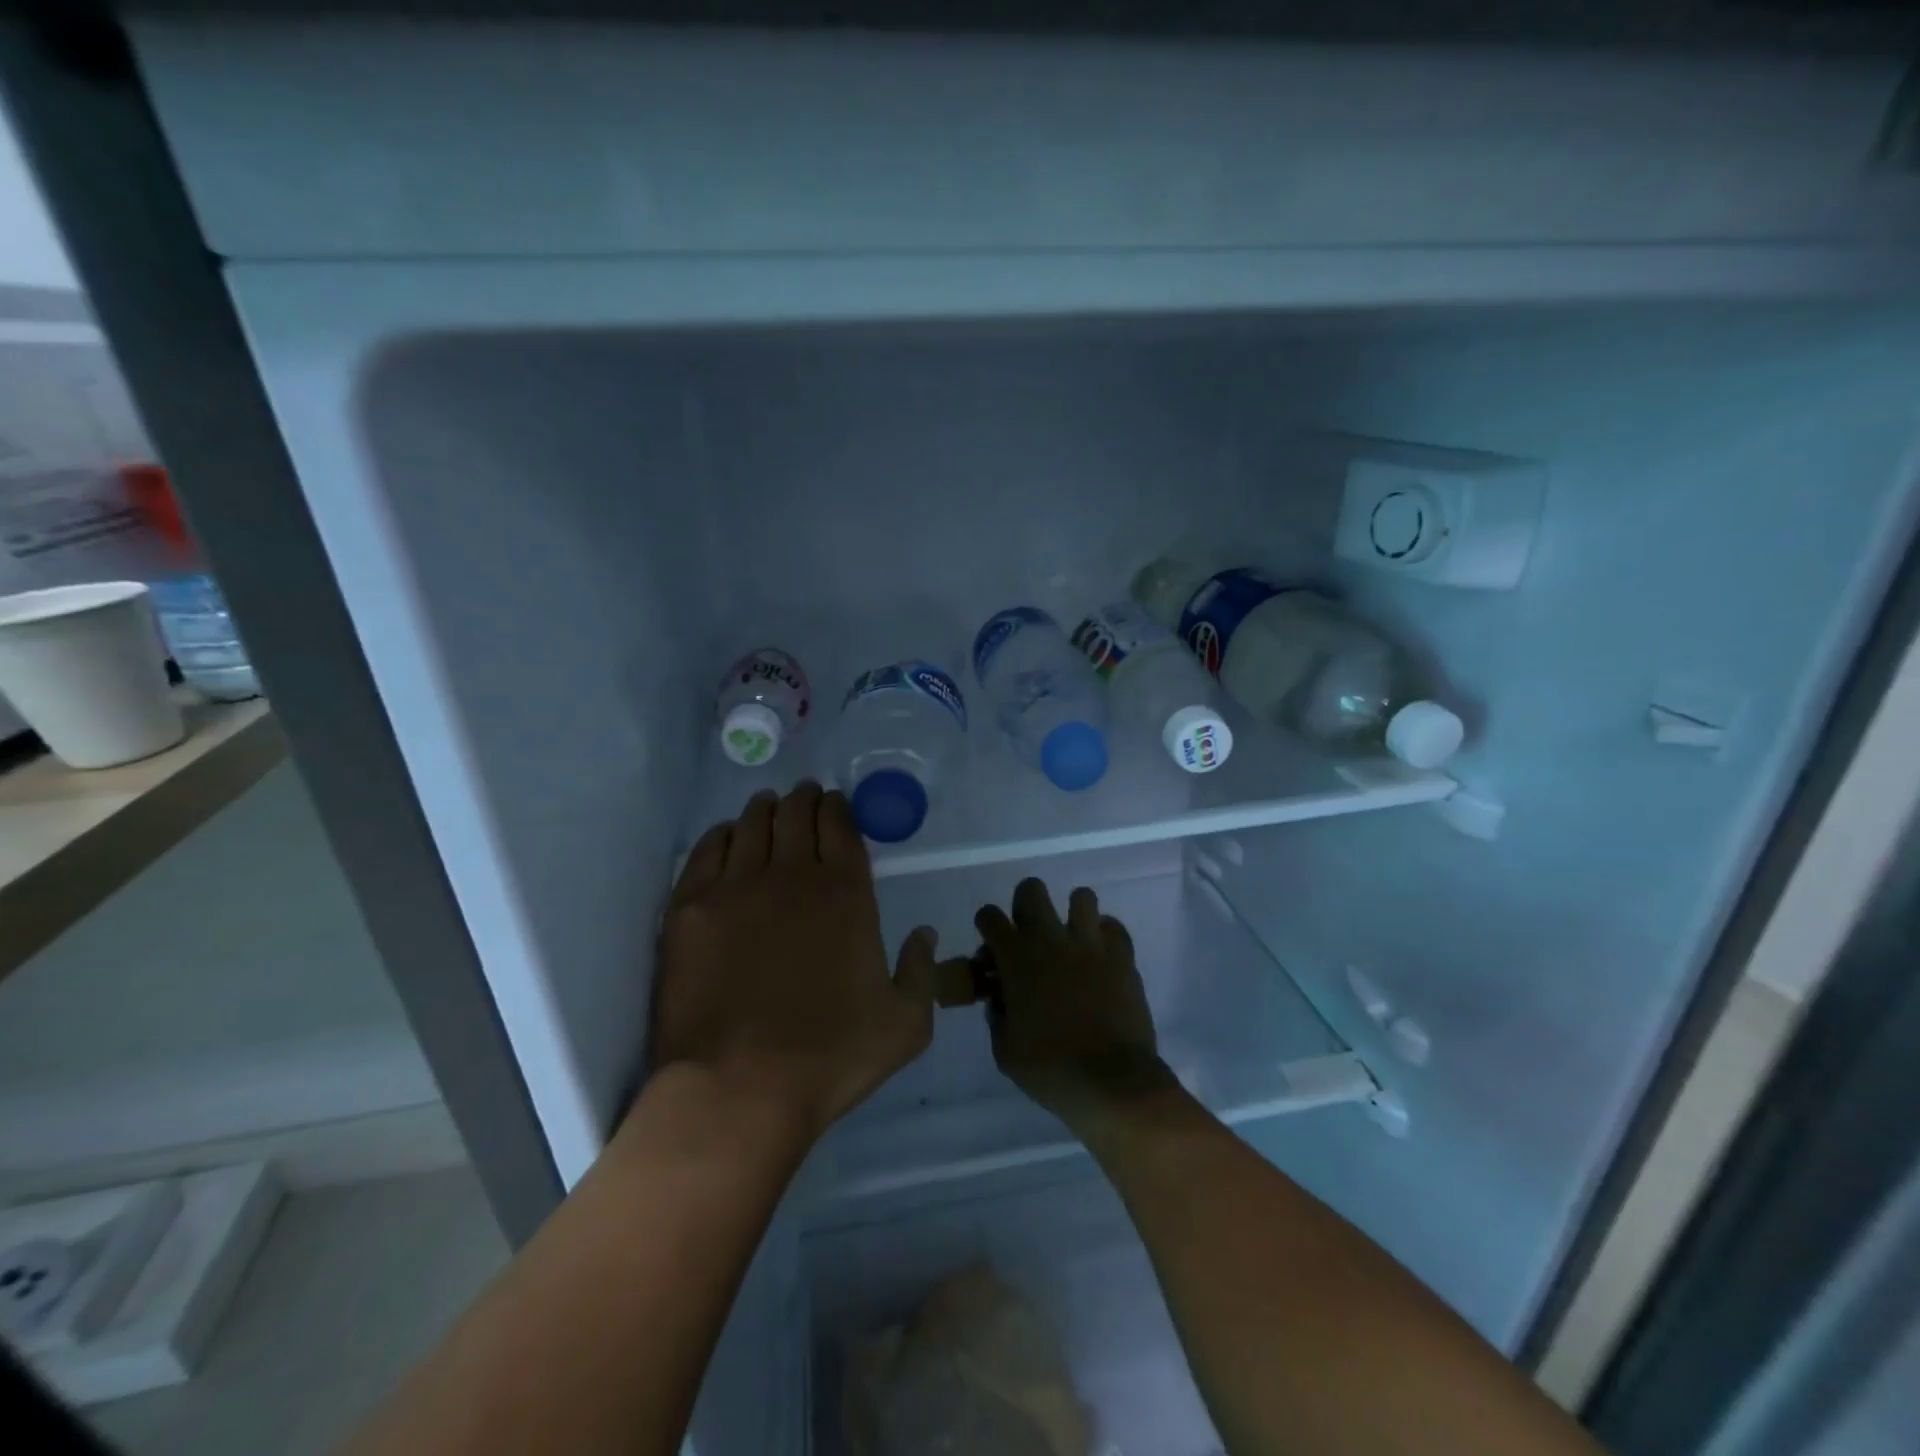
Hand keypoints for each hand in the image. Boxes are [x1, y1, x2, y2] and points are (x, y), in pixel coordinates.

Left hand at [651, 782, 936, 1143]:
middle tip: (803, 795)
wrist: (738, 1088)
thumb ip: (921, 971)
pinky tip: (726, 834)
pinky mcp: (691, 908)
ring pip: (751, 826)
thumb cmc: (830, 1057)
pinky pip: (706, 852)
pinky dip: (721, 835)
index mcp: (847, 894)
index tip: (834, 800)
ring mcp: (737, 888)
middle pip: (796, 816)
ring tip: (767, 805)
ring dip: (764, 810)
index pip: (841, 827)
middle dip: (803, 800)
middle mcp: (793, 876)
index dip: (838, 807)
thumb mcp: (906, 1024)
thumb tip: (925, 934)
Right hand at [974, 878, 1172, 1133]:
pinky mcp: (1122, 956)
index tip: (993, 951)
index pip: (990, 917)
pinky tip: (1101, 957)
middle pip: (1031, 890)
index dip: (987, 928)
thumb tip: (1001, 997)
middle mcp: (1051, 940)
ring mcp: (1090, 944)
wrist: (1112, 1083)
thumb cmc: (1050, 1069)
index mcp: (1016, 959)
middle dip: (1025, 905)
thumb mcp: (1005, 1050)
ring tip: (1073, 941)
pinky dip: (1105, 936)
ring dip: (1072, 914)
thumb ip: (997, 1014)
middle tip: (1031, 935)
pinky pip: (1113, 927)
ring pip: (1081, 897)